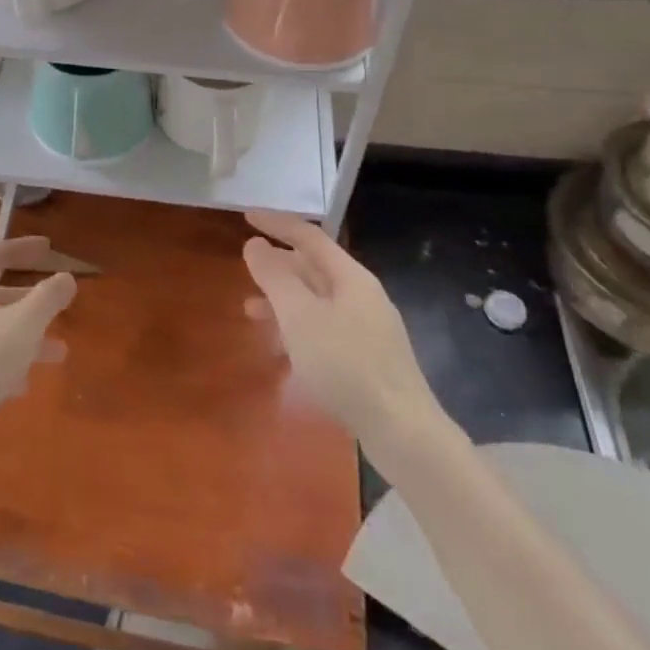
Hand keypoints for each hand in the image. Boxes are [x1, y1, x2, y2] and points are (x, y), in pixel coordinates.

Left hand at [0, 236, 76, 477]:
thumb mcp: (23, 324)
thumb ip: (48, 298)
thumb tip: (67, 277)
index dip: (24, 248)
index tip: (48, 248)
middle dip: (33, 300)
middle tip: (60, 307)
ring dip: (27, 336)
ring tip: (59, 354)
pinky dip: (8, 363)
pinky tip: (23, 384)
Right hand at [243, 210, 450, 478]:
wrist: (403, 432)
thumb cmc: (345, 365)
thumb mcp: (300, 316)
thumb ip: (274, 277)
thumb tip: (256, 244)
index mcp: (351, 277)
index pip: (309, 236)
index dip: (277, 223)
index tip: (246, 216)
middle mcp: (362, 296)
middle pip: (314, 268)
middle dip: (278, 266)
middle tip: (246, 269)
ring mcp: (368, 328)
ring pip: (317, 300)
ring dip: (283, 300)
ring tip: (251, 312)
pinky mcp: (368, 359)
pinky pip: (325, 327)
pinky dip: (298, 327)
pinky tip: (283, 348)